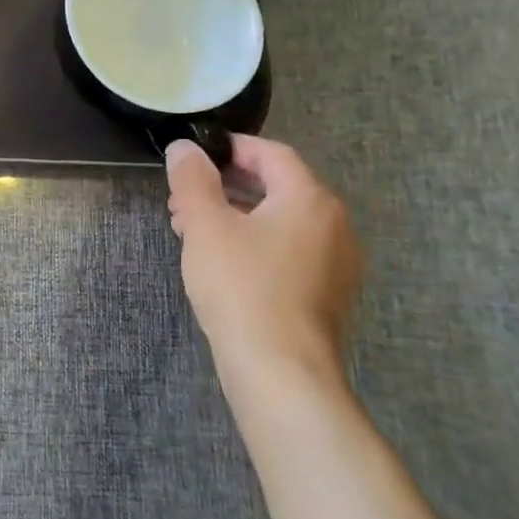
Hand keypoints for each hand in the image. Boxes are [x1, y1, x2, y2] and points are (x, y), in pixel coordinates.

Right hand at [165, 135, 361, 401]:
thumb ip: (193, 180)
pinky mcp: (326, 295)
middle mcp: (334, 224)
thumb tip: (185, 147)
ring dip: (236, 216)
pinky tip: (222, 263)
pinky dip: (255, 244)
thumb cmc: (242, 287)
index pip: (272, 154)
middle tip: (183, 198)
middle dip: (226, 186)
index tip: (196, 154)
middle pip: (278, 188)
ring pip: (280, 222)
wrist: (281, 370)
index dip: (233, 148)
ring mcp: (336, 263)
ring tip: (192, 230)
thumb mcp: (206, 225)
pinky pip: (288, 252)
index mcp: (309, 199)